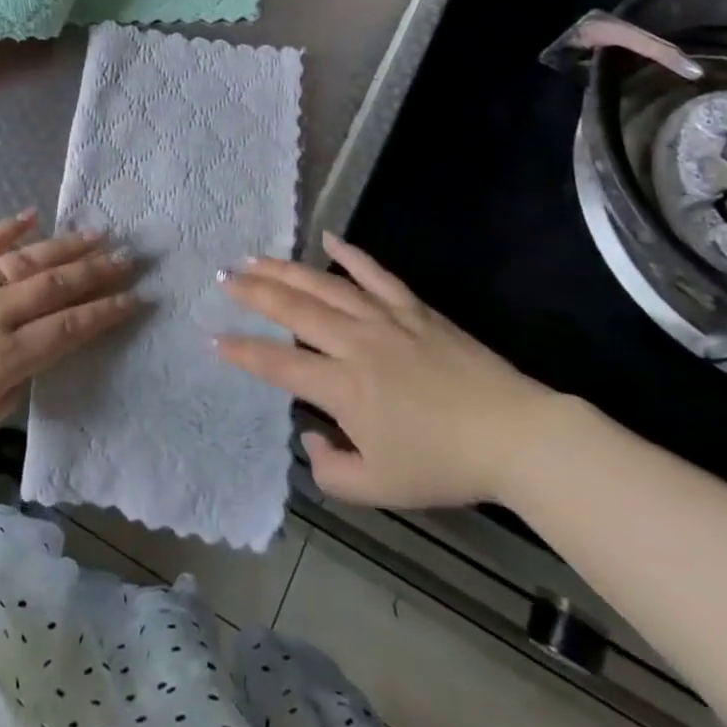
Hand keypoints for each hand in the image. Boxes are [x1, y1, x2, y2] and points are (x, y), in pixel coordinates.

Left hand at [0, 211, 137, 453]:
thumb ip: (12, 386)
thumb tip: (34, 357)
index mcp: (5, 355)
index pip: (69, 327)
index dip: (105, 312)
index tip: (135, 297)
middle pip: (56, 286)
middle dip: (98, 272)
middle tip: (130, 257)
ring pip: (27, 260)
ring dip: (66, 246)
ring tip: (98, 233)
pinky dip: (9, 227)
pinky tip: (33, 215)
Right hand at [216, 233, 558, 508]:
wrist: (514, 435)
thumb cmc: (443, 464)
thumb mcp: (380, 488)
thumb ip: (331, 470)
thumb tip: (309, 439)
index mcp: (343, 387)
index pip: (277, 363)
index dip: (241, 351)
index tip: (212, 338)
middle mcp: (355, 342)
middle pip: (293, 309)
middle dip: (253, 292)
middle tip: (222, 277)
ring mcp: (385, 318)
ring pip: (324, 285)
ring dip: (285, 269)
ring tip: (255, 257)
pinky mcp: (413, 308)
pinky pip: (375, 273)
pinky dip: (350, 254)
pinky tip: (329, 238)